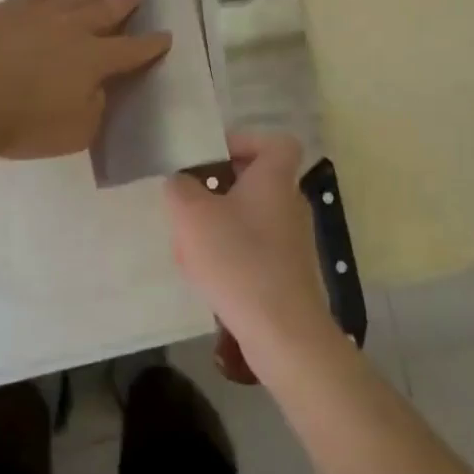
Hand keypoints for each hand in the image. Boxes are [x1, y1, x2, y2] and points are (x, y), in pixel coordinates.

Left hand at [0, 0, 170, 159]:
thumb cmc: (22, 123)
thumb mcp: (74, 133)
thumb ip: (94, 109)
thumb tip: (97, 91)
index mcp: (94, 60)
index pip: (132, 50)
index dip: (151, 44)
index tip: (166, 35)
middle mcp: (72, 29)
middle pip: (106, 11)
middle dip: (126, 2)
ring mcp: (38, 14)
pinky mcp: (7, 10)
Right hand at [166, 132, 335, 369]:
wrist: (283, 332)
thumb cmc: (238, 259)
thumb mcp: (192, 215)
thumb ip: (179, 188)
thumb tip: (181, 182)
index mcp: (275, 178)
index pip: (275, 142)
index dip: (246, 142)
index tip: (213, 157)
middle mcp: (290, 203)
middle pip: (257, 180)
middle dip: (220, 188)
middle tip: (190, 201)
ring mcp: (293, 240)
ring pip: (251, 217)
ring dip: (220, 223)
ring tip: (189, 242)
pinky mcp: (289, 274)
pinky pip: (256, 249)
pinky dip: (232, 254)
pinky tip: (207, 275)